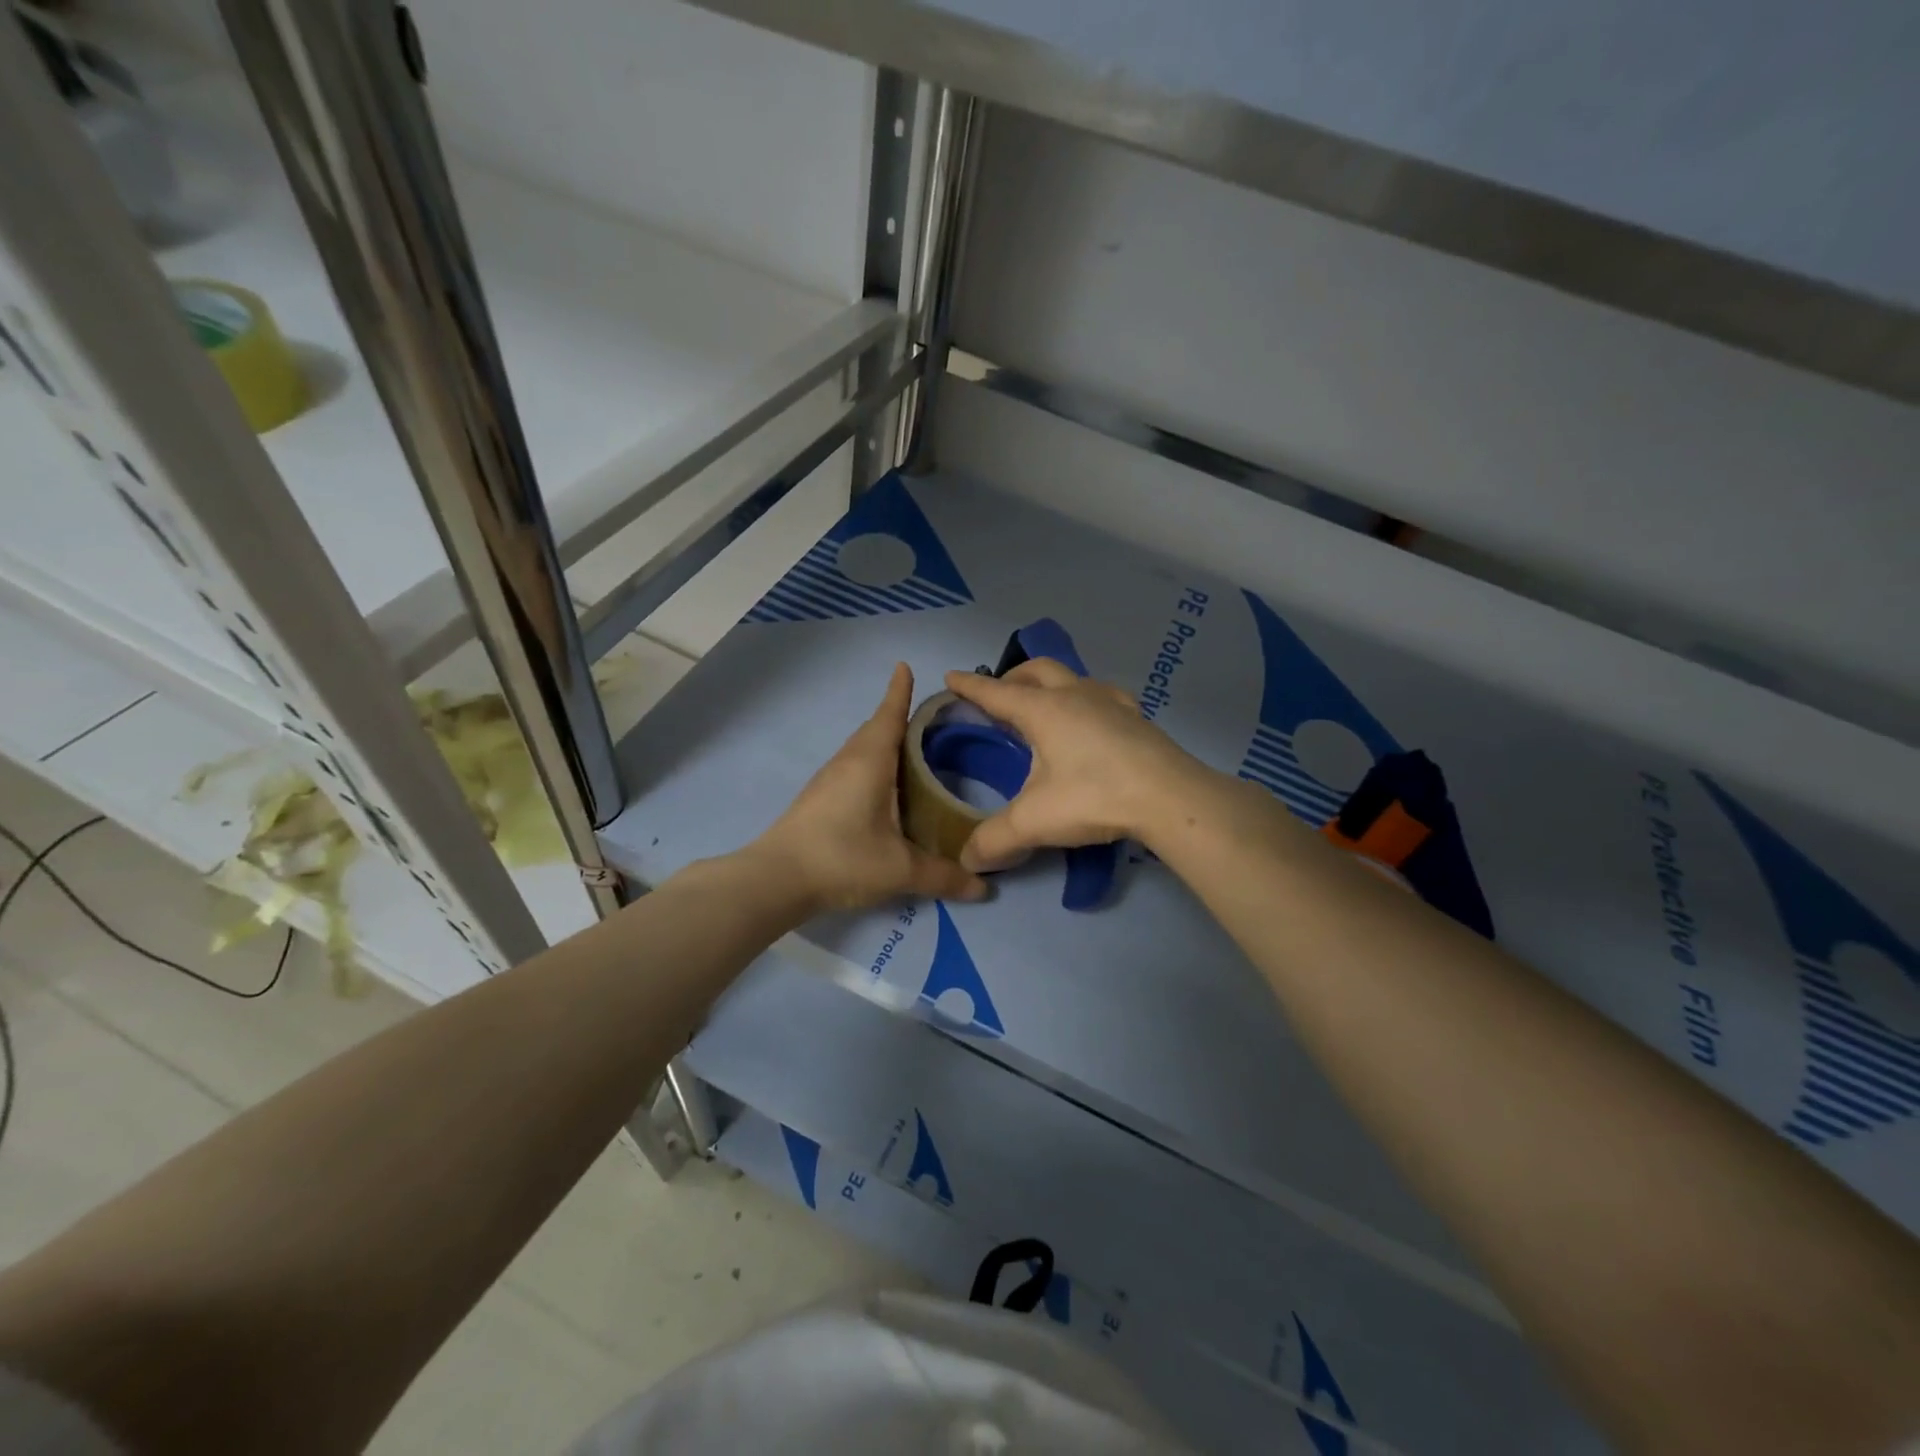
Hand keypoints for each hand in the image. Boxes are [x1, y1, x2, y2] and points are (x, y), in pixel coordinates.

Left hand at [750, 664, 989, 914]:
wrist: (776, 879)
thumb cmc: (842, 857)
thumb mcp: (900, 869)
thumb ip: (943, 875)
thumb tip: (984, 887)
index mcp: (870, 761)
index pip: (889, 715)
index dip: (900, 692)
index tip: (905, 666)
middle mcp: (848, 762)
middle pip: (875, 729)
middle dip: (898, 718)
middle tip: (929, 721)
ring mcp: (829, 780)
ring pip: (862, 750)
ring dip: (884, 744)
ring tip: (912, 753)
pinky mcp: (819, 800)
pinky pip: (853, 769)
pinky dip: (873, 767)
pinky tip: (884, 791)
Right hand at [942, 659, 1212, 870]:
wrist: (1171, 797)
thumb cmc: (1094, 797)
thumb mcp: (1035, 822)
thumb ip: (995, 840)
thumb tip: (967, 861)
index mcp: (1043, 710)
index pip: (996, 693)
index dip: (970, 687)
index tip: (951, 676)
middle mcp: (1075, 695)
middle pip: (1036, 671)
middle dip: (1012, 678)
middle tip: (999, 697)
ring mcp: (1110, 702)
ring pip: (1072, 678)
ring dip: (1050, 685)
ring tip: (1043, 709)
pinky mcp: (1136, 717)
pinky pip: (1101, 695)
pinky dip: (1083, 700)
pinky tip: (1090, 722)